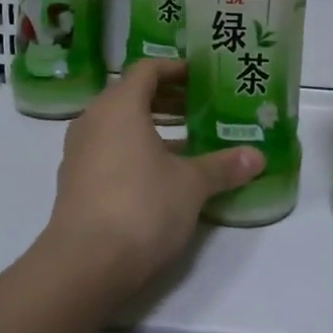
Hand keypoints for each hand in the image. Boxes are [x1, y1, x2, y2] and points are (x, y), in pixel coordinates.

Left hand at [44, 61, 261, 298]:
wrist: (85, 264)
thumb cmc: (142, 207)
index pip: (147, 69)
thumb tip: (257, 156)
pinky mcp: (75, 181)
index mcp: (119, 106)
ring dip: (152, 127)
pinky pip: (109, 150)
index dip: (176, 68)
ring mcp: (79, 152)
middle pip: (131, 95)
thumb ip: (223, 166)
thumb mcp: (191, 185)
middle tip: (201, 107)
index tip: (201, 77)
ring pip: (119, 125)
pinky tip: (162, 174)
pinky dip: (134, 149)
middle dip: (167, 98)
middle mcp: (93, 120)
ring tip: (189, 141)